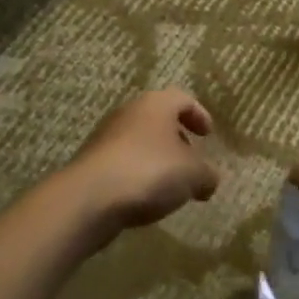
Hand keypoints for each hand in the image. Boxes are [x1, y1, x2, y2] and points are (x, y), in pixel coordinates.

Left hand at [65, 88, 219, 234]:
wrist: (89, 198)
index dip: (199, 115)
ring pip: (139, 142)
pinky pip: (123, 163)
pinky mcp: (91, 163)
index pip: (183, 99)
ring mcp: (105, 137)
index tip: (208, 135)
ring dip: (157, 159)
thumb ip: (207, 174)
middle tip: (191, 161)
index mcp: (156, 104)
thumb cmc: (149, 172)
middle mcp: (129, 113)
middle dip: (177, 140)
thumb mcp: (193, 175)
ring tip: (170, 186)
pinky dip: (138, 175)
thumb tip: (209, 179)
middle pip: (158, 120)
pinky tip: (146, 198)